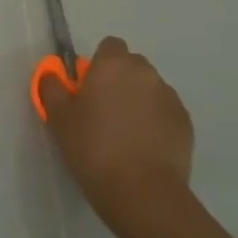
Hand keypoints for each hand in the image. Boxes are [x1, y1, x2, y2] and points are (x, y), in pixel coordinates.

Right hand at [42, 36, 194, 237]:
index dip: (98, 64)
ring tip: (124, 135)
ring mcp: (170, 97)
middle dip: (119, 81)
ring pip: (150, 89)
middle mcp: (146, 73)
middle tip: (102, 112)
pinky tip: (143, 148)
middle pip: (131, 66)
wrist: (142, 191)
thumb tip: (52, 75)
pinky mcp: (185, 123)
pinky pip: (165, 112)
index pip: (109, 46)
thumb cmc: (93, 148)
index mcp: (114, 65)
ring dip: (138, 101)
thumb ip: (52, 88)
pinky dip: (155, 122)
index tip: (87, 89)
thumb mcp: (59, 118)